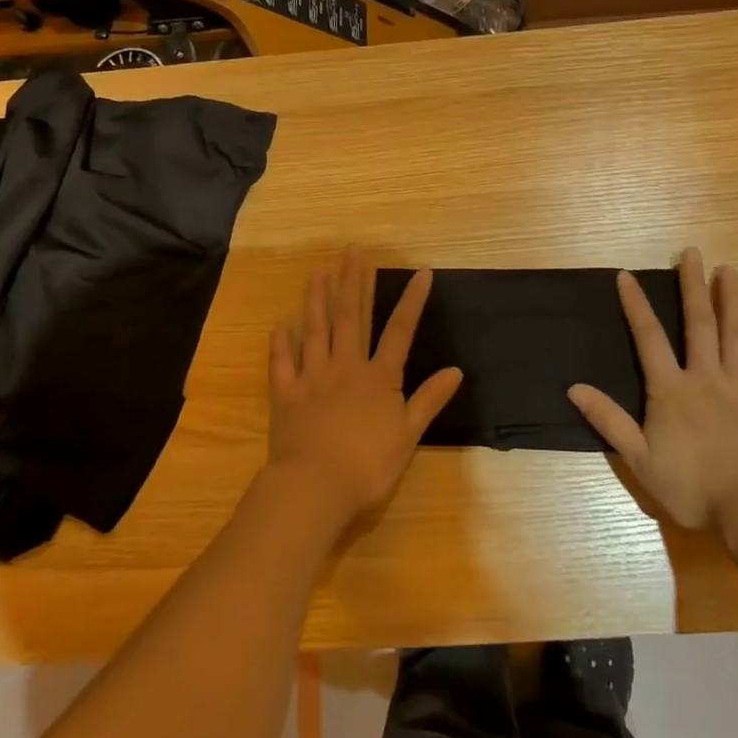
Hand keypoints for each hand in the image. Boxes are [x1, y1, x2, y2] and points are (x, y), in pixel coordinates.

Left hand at [266, 247, 462, 528]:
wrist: (315, 486)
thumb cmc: (368, 465)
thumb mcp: (408, 435)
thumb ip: (429, 400)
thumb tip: (456, 370)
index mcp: (378, 377)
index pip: (400, 331)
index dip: (412, 301)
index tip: (421, 272)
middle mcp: (345, 367)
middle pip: (351, 317)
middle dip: (353, 282)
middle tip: (352, 251)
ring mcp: (312, 377)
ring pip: (315, 330)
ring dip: (317, 299)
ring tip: (319, 272)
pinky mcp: (286, 393)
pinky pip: (282, 362)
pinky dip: (281, 342)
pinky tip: (282, 323)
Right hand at [568, 249, 737, 563]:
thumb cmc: (690, 486)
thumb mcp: (638, 457)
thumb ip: (608, 419)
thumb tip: (573, 387)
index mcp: (671, 389)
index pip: (648, 338)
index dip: (636, 305)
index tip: (626, 275)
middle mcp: (705, 378)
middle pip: (698, 324)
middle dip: (692, 287)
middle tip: (692, 253)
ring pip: (736, 336)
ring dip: (731, 301)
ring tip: (728, 270)